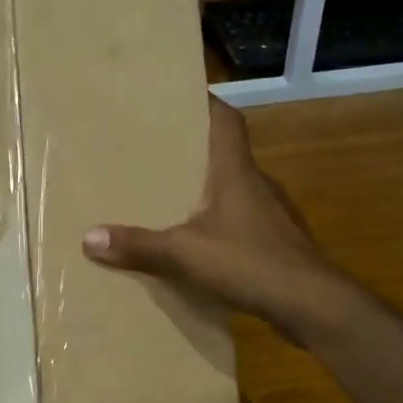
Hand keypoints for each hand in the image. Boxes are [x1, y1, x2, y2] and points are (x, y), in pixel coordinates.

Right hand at [82, 97, 348, 345]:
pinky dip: (220, 222)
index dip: (207, 103)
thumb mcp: (185, 254)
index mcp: (236, 172)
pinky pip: (242, 220)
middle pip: (226, 153)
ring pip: (235, 189)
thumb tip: (89, 237)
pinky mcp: (278, 243)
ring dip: (208, 189)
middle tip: (157, 150)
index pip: (227, 121)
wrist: (314, 306)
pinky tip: (200, 241)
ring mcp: (273, 214)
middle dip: (194, 150)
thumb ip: (139, 245)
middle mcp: (258, 184)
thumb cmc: (251, 263)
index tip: (181, 96)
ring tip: (171, 195)